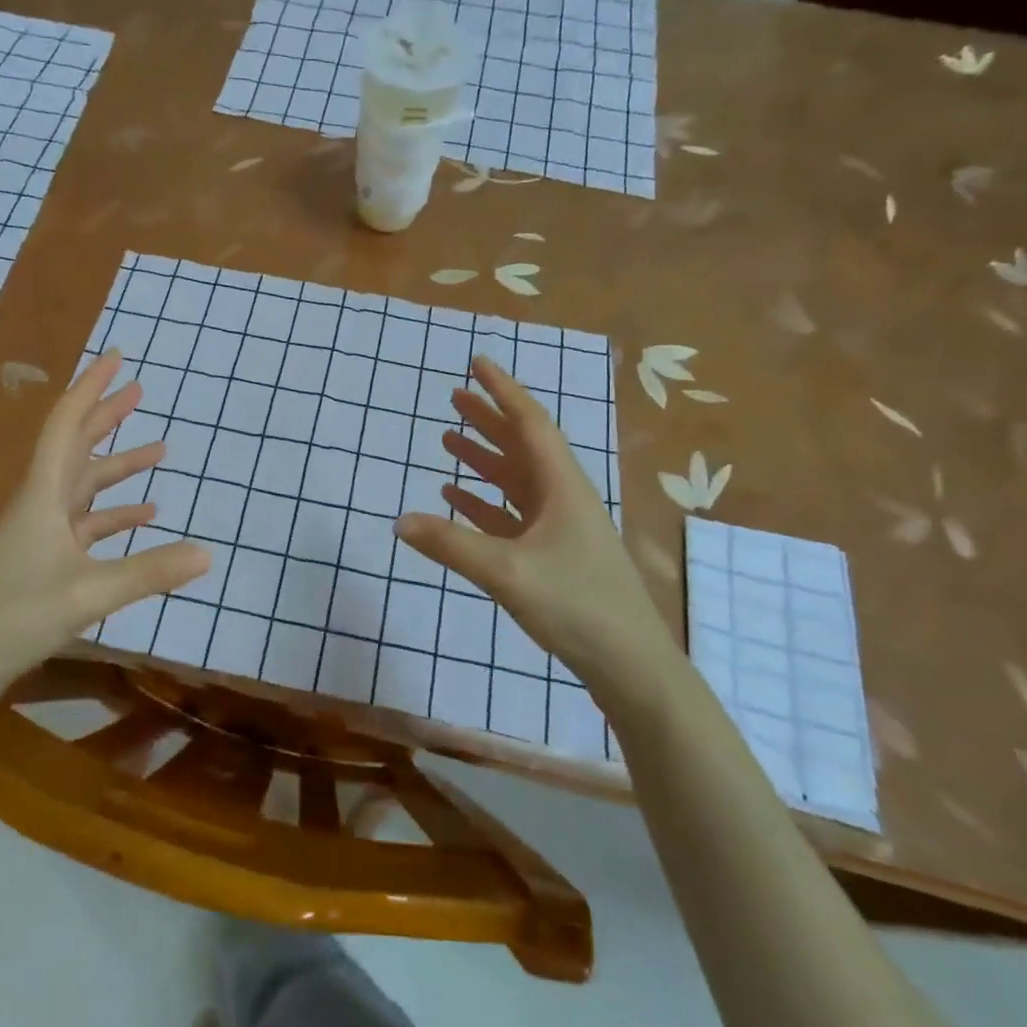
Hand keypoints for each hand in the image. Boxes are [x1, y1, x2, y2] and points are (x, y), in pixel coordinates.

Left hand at [0, 351, 209, 682]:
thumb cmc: (18, 613)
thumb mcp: (92, 592)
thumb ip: (151, 571)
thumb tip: (208, 553)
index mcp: (44, 494)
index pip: (68, 425)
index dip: (92, 387)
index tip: (117, 358)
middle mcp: (41, 502)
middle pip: (76, 446)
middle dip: (108, 416)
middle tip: (140, 390)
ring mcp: (41, 530)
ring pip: (84, 484)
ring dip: (118, 466)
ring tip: (159, 450)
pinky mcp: (44, 556)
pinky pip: (85, 521)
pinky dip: (114, 513)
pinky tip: (145, 515)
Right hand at [394, 356, 674, 692]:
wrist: (628, 663)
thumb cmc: (576, 605)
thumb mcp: (507, 572)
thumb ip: (450, 544)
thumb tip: (398, 521)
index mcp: (562, 486)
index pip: (529, 423)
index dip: (501, 390)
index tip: (476, 362)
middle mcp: (562, 496)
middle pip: (521, 445)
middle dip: (488, 419)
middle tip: (453, 396)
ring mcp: (558, 526)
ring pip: (515, 479)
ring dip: (483, 458)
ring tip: (448, 439)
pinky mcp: (552, 553)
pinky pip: (511, 513)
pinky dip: (484, 500)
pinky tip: (456, 497)